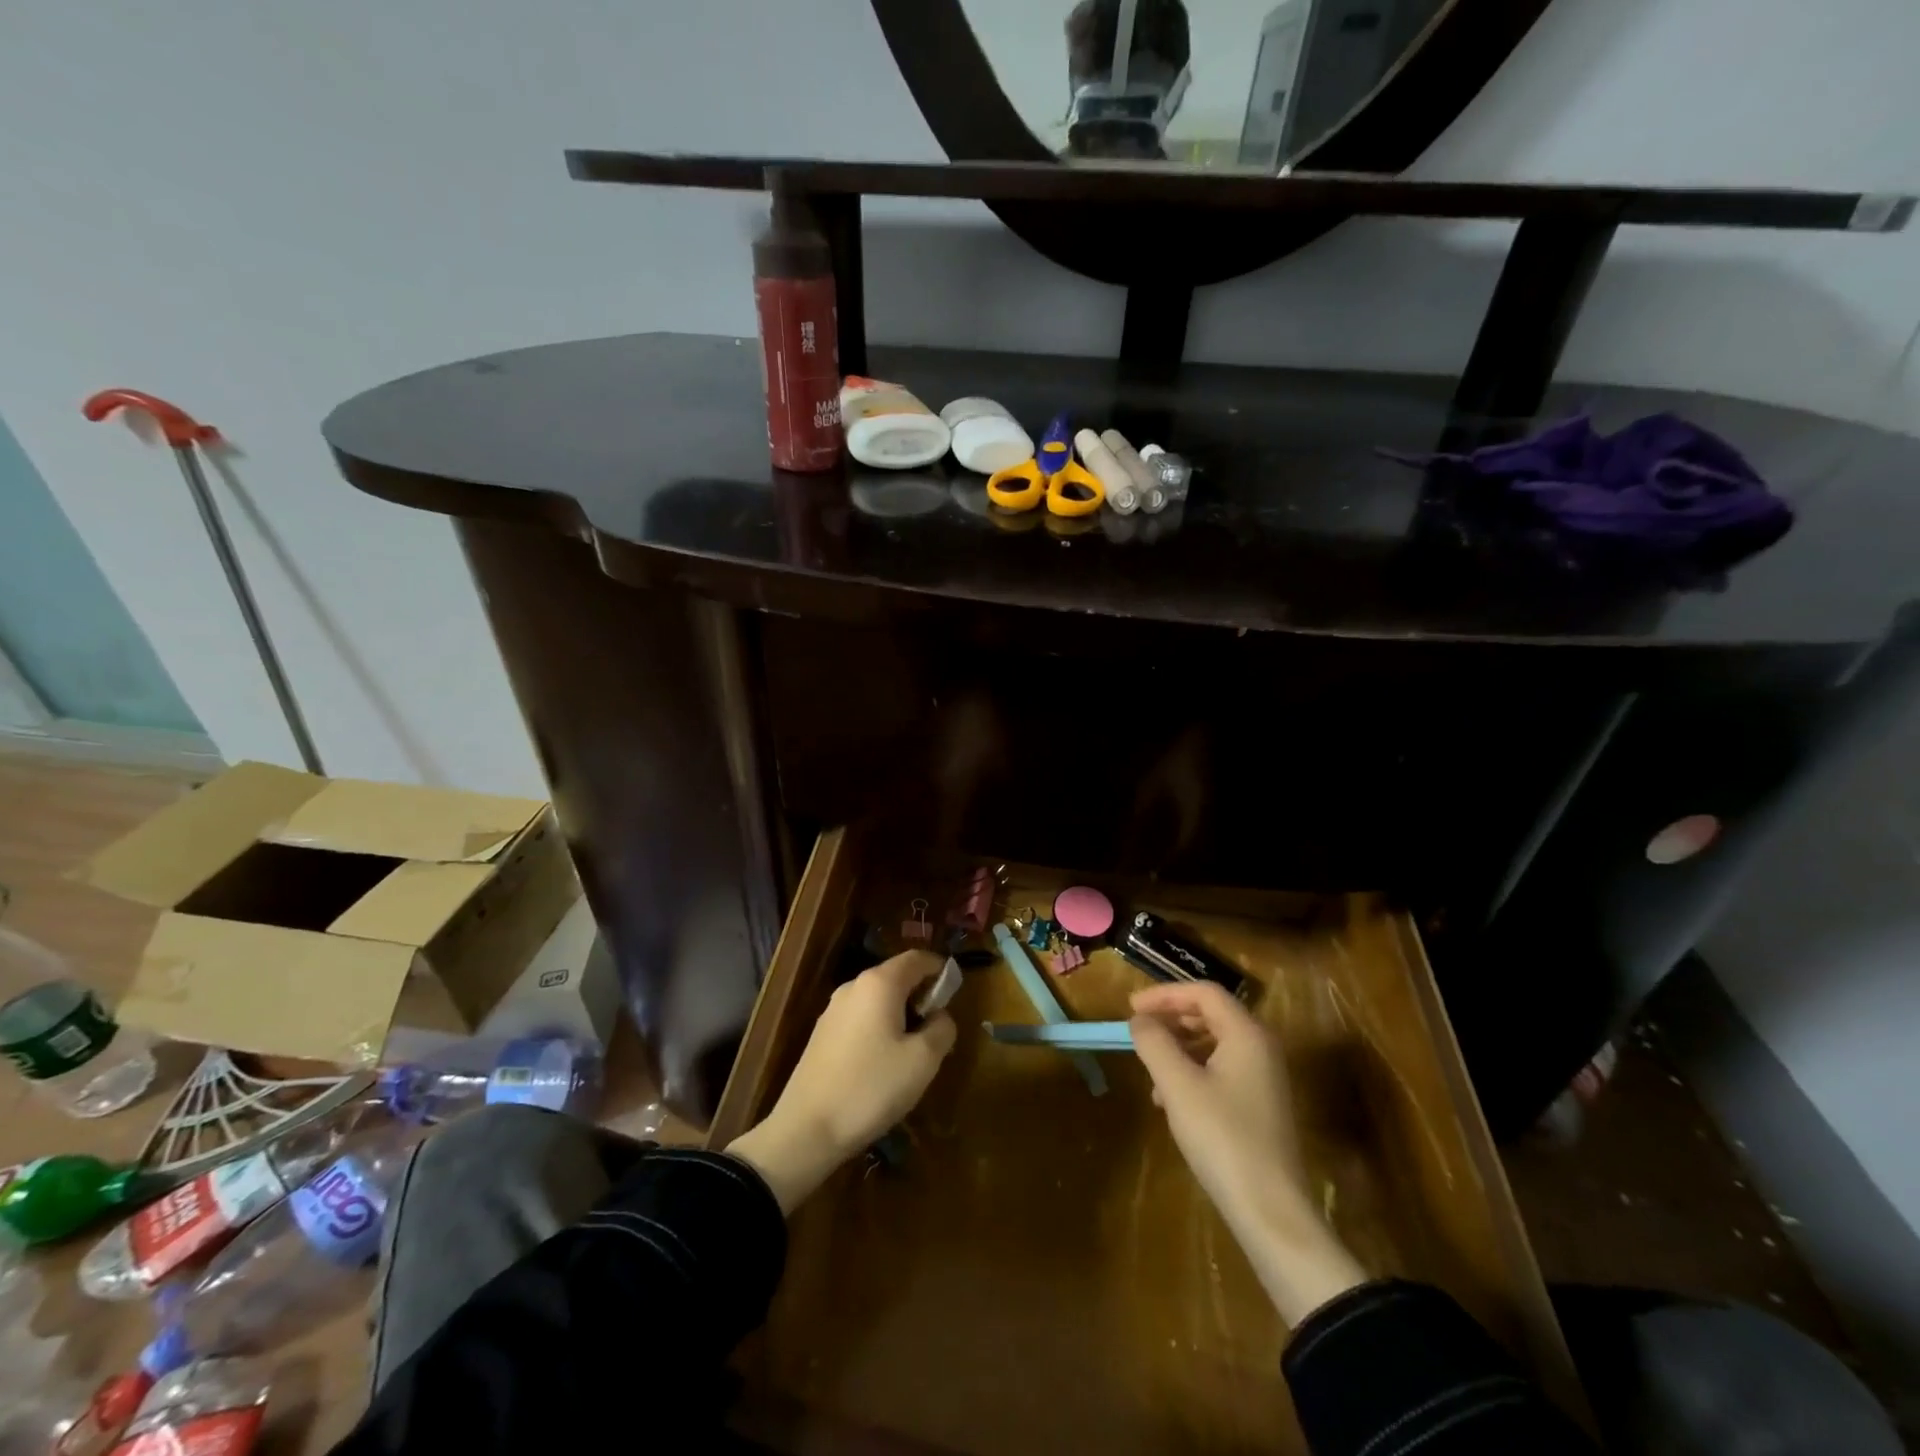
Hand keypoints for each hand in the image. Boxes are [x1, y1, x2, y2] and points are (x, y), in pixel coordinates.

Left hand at [728, 951, 956, 1212]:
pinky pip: (861, 1018)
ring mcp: (833, 1009)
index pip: (917, 958)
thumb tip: (940, 1016)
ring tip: (913, 1050)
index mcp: (880, 983)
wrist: (806, 1129)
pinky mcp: (822, 1033)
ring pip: (877, 999)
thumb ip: (942, 1028)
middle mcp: (854, 986)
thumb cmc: (872, 1087)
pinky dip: (879, 1027)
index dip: (940, 968)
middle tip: (938, 1026)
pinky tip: (883, 1063)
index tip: (956, 989)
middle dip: (921, 994)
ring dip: (900, 1013)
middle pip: (896, 976)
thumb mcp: (923, 1061)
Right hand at [1131, 981, 1365, 1325]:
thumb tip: (1140, 1020)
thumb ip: (1154, 1042)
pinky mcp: (1261, 1106)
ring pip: (1214, 1044)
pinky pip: (1221, 1070)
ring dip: (1179, 1047)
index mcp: (1247, 1034)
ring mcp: (1264, 1078)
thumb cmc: (1222, 1136)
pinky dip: (1192, 1072)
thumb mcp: (1177, 1084)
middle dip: (1171, 1019)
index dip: (1164, 994)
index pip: (1203, 992)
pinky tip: (1171, 1100)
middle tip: (1139, 1031)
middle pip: (1211, 1014)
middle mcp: (1261, 1048)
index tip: (1131, 1008)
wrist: (1270, 1210)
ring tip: (1151, 1070)